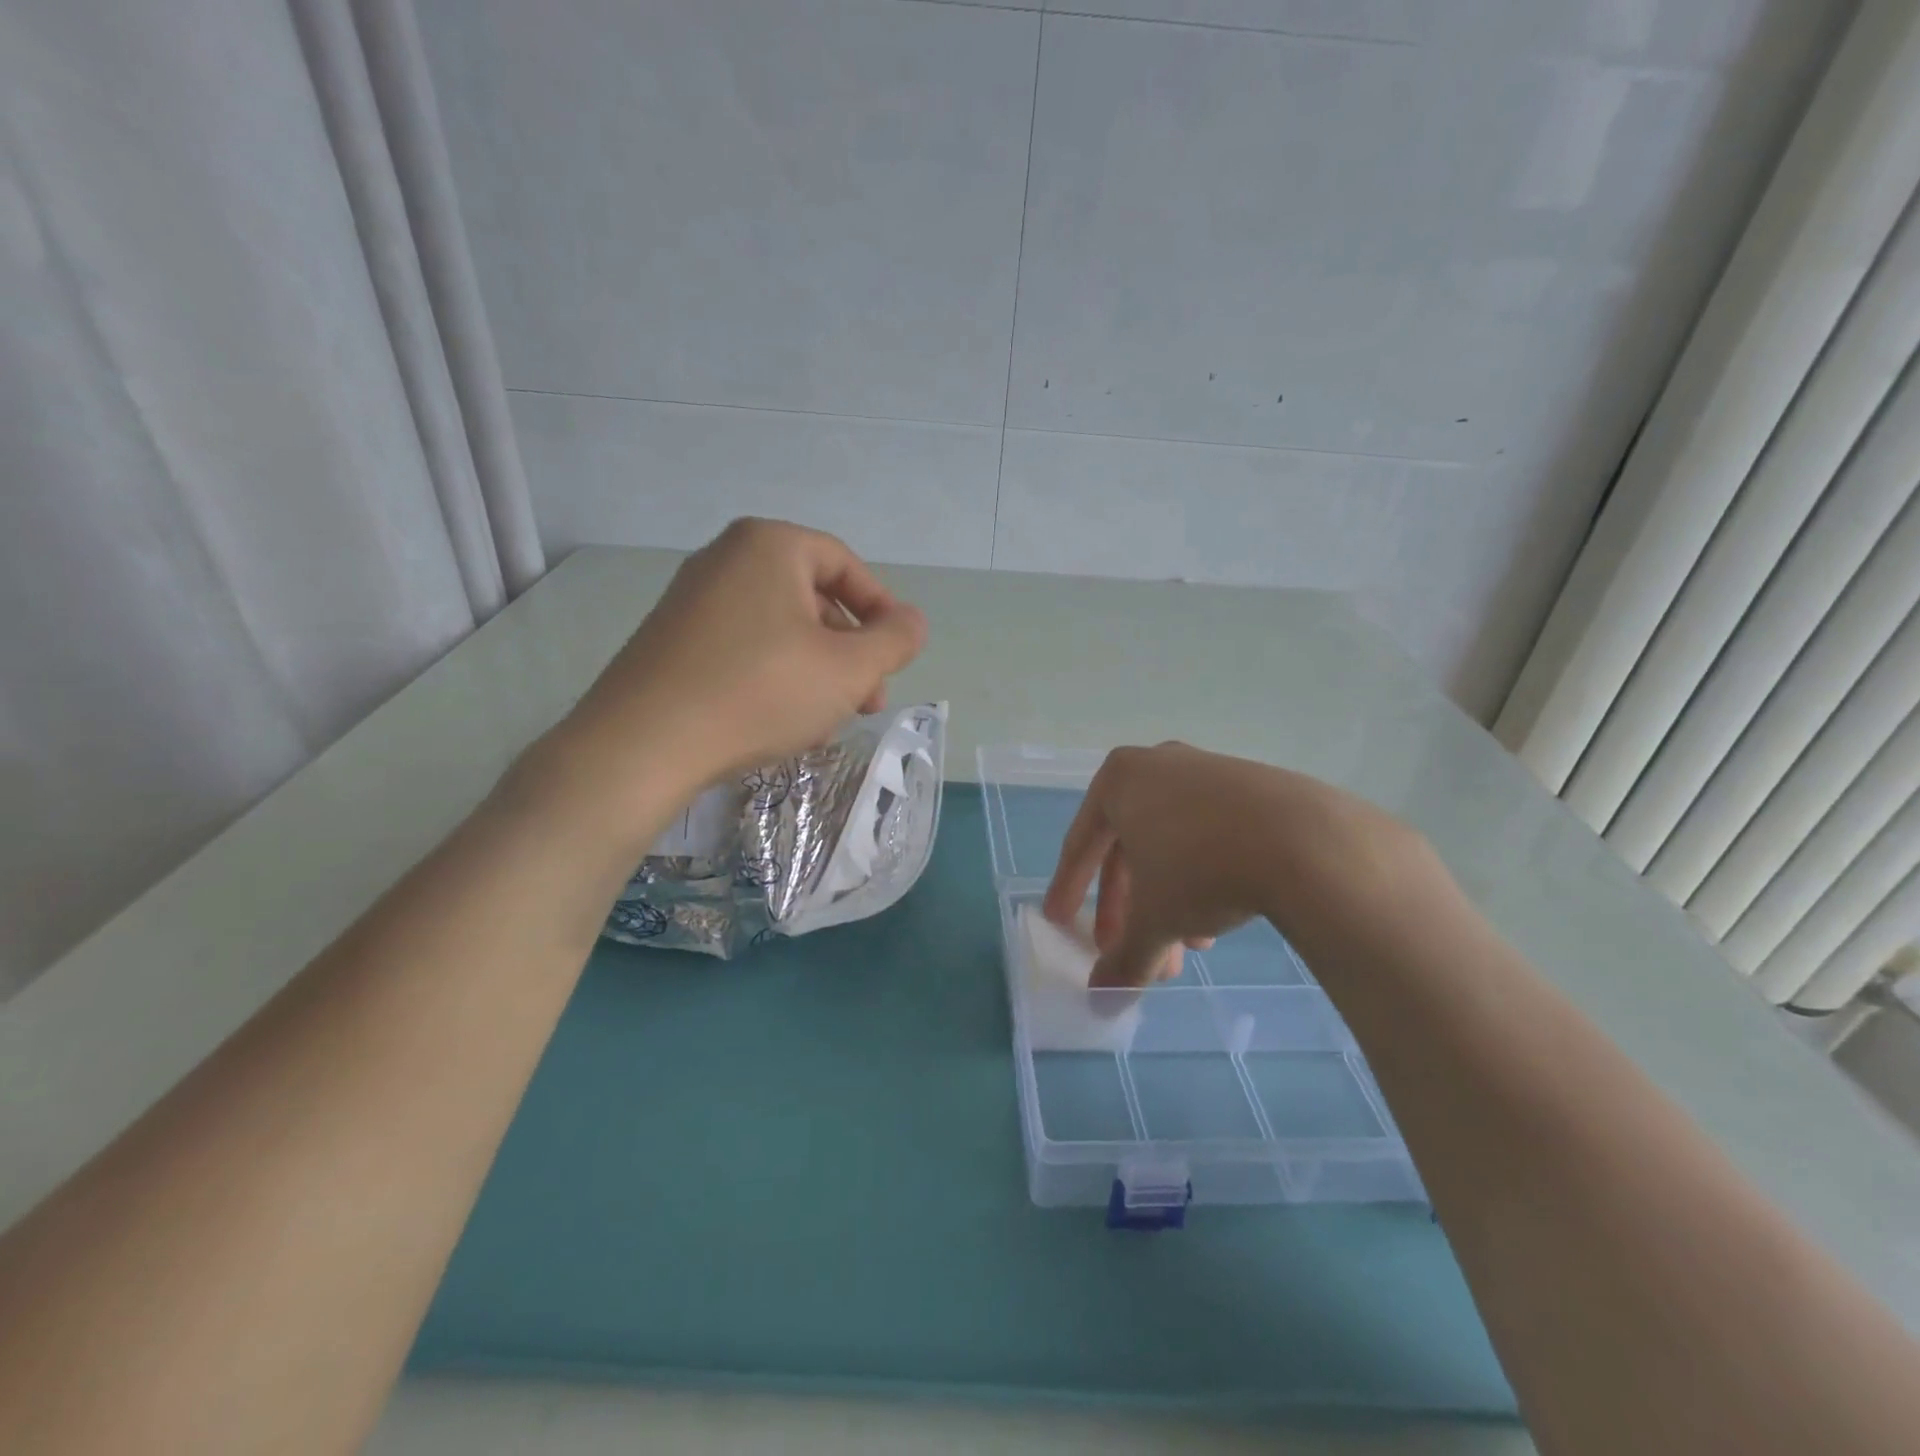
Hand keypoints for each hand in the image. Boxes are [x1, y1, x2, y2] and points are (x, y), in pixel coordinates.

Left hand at [559, 518, 926, 803]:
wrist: (644, 743)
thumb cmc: (760, 691)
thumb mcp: (848, 669)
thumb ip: (895, 640)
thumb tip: (912, 622)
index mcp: (769, 545)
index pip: (845, 564)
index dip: (881, 610)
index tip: (895, 656)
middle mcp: (725, 559)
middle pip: (812, 598)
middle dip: (849, 651)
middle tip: (867, 699)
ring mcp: (692, 600)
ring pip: (780, 629)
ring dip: (817, 671)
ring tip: (828, 720)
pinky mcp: (671, 641)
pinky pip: (743, 648)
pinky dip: (775, 677)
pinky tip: (783, 722)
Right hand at [1042, 742, 1422, 987]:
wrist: (1306, 842)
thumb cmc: (1201, 869)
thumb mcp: (1153, 919)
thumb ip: (1123, 958)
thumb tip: (1101, 999)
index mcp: (1120, 780)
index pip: (1081, 843)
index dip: (1068, 888)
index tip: (1060, 921)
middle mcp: (1159, 765)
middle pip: (1130, 848)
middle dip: (1129, 908)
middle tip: (1130, 952)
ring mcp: (1209, 772)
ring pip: (1171, 846)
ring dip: (1168, 901)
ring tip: (1186, 951)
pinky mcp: (1254, 787)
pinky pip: (1209, 836)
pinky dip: (1202, 879)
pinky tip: (1217, 923)